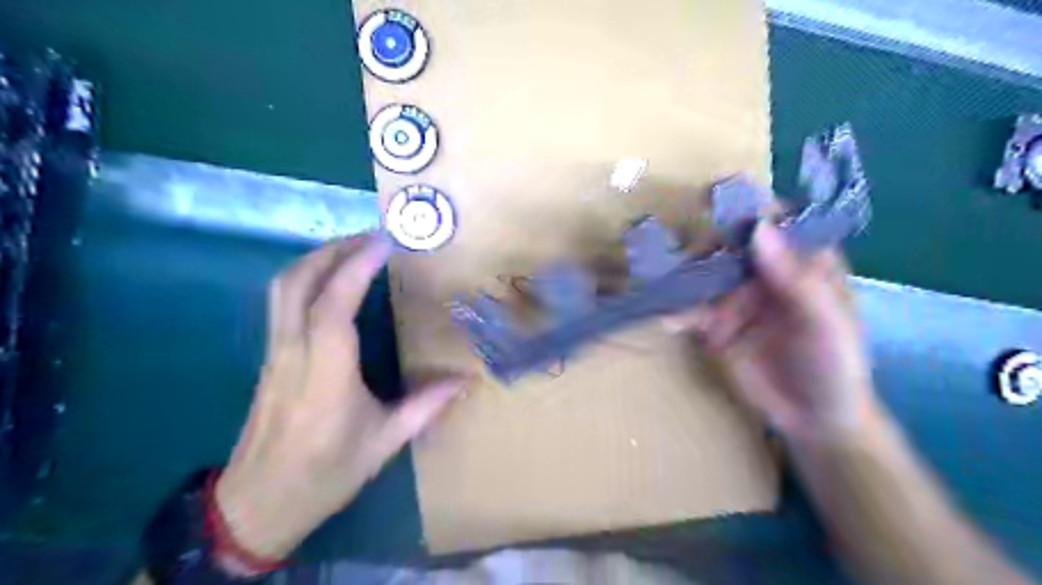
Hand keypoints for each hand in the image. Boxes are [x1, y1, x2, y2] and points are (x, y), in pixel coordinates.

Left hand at [215, 233, 467, 562]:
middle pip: (297, 283)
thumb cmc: (326, 473)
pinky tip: (332, 284)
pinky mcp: (269, 357)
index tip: (384, 242)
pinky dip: (306, 278)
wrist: (258, 503)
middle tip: (371, 238)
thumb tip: (465, 381)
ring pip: (282, 288)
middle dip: (332, 251)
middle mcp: (293, 353)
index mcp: (325, 373)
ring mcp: (275, 352)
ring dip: (316, 260)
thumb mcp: (384, 442)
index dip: (356, 268)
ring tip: (353, 251)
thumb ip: (425, 406)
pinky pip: (281, 302)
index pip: (333, 306)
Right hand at [668, 223, 875, 443]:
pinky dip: (677, 312)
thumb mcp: (825, 322)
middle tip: (682, 252)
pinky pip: (691, 310)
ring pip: (704, 274)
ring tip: (664, 285)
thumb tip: (758, 228)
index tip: (717, 196)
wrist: (813, 419)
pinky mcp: (715, 324)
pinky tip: (667, 319)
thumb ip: (796, 278)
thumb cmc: (834, 364)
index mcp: (801, 261)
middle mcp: (765, 272)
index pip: (776, 222)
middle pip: (729, 244)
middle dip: (704, 244)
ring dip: (683, 277)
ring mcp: (736, 297)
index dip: (749, 207)